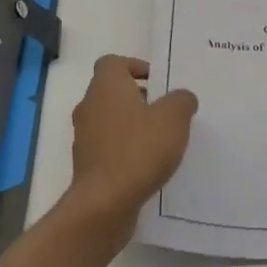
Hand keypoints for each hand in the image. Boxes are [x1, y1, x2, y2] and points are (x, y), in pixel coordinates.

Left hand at [63, 55, 197, 241]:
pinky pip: (107, 146)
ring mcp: (84, 136)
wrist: (104, 204)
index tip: (158, 82)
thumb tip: (182, 97)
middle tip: (165, 110)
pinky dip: (124, 149)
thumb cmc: (139, 150)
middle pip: (112, 91)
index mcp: (107, 86)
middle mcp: (89, 106)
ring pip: (109, 119)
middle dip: (138, 97)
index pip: (113, 63)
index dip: (135, 67)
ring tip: (160, 139)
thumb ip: (182, 100)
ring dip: (131, 125)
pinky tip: (147, 164)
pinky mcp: (86, 164)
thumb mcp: (174, 118)